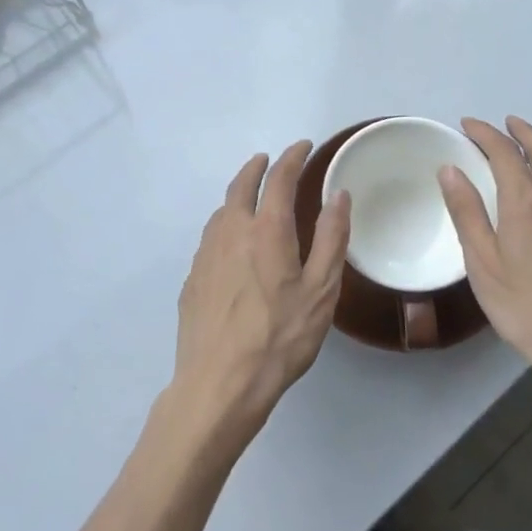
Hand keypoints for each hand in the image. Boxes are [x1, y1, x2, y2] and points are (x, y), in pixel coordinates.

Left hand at [171, 141, 351, 438]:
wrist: (219, 384)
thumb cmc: (279, 337)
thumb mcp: (321, 290)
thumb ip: (331, 238)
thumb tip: (339, 195)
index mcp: (266, 230)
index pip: (279, 179)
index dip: (292, 157)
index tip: (302, 146)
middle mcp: (231, 232)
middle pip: (241, 186)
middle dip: (257, 167)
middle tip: (269, 159)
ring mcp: (206, 256)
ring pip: (221, 211)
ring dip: (237, 194)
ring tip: (250, 197)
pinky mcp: (192, 280)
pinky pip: (210, 238)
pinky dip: (225, 224)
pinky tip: (231, 243)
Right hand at [438, 117, 531, 418]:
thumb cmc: (530, 310)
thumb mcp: (484, 266)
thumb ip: (467, 213)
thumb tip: (451, 169)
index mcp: (527, 203)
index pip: (504, 152)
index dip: (485, 134)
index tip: (469, 126)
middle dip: (522, 132)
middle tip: (506, 123)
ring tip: (530, 150)